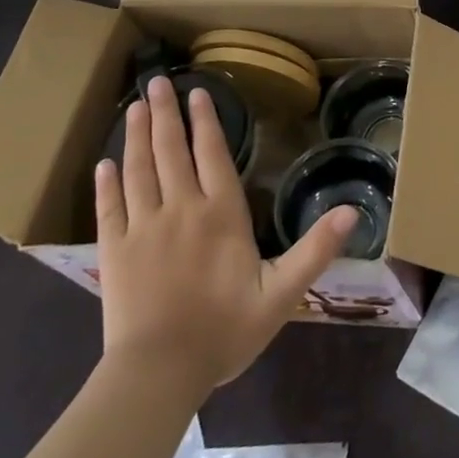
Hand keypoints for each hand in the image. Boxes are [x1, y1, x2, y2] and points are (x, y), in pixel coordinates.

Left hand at [94, 76, 356, 389]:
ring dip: (137, 135)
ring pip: (139, 169)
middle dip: (166, 113)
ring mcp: (143, 228)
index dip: (206, 121)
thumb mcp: (281, 293)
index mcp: (221, 213)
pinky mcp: (114, 252)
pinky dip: (107, 183)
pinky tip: (105, 163)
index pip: (212, 154)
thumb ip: (315, 250)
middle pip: (171, 150)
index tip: (198, 92)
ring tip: (136, 105)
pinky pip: (109, 208)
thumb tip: (353, 210)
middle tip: (158, 81)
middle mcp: (181, 208)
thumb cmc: (224, 331)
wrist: (158, 376)